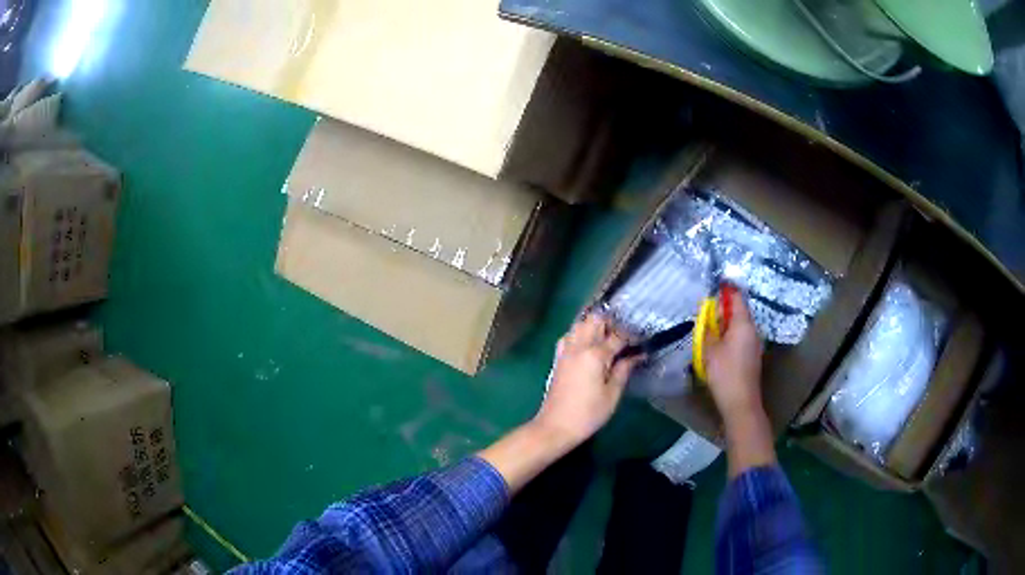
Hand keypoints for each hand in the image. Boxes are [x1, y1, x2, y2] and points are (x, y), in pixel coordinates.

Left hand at [533, 313, 640, 448]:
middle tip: (623, 338)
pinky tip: (588, 346)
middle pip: (595, 320)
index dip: (631, 337)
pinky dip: (580, 334)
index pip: (617, 336)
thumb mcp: (612, 394)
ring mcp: (565, 351)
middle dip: (611, 323)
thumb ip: (623, 370)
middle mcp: (578, 346)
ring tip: (607, 340)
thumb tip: (636, 356)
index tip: (642, 342)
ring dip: (594, 326)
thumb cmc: (588, 414)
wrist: (555, 427)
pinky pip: (569, 336)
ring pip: (580, 324)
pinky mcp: (558, 358)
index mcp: (594, 354)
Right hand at [703, 290, 775, 475]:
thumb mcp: (709, 350)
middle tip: (706, 310)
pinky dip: (730, 335)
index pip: (736, 297)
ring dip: (726, 323)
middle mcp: (752, 330)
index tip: (715, 284)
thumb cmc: (725, 373)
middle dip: (724, 308)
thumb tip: (706, 316)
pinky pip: (741, 337)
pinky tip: (718, 345)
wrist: (741, 402)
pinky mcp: (752, 356)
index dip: (726, 289)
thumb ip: (707, 329)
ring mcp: (754, 343)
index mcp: (743, 324)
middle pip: (739, 311)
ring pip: (740, 325)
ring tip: (709, 328)